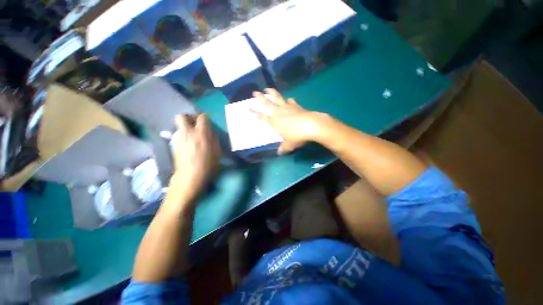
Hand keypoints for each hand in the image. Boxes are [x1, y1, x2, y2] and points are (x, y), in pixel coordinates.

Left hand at [168, 114, 220, 203]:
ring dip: (184, 130)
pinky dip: (182, 140)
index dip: (204, 119)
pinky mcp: (174, 147)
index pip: (202, 116)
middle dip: (186, 118)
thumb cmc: (207, 168)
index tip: (206, 124)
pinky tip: (186, 149)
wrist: (190, 179)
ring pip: (179, 128)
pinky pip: (178, 138)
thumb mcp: (217, 153)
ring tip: (189, 139)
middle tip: (192, 125)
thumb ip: (213, 140)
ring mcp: (179, 139)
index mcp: (201, 133)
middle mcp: (188, 133)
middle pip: (181, 117)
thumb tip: (210, 133)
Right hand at [252, 88, 327, 153]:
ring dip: (272, 93)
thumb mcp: (289, 144)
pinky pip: (291, 101)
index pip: (261, 117)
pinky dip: (289, 100)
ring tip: (268, 88)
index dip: (254, 113)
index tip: (248, 108)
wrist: (311, 125)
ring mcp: (287, 107)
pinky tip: (289, 99)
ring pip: (277, 98)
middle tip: (255, 92)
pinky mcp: (296, 106)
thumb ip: (283, 147)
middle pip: (267, 103)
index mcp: (274, 122)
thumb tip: (279, 152)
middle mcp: (278, 112)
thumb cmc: (297, 136)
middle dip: (260, 97)